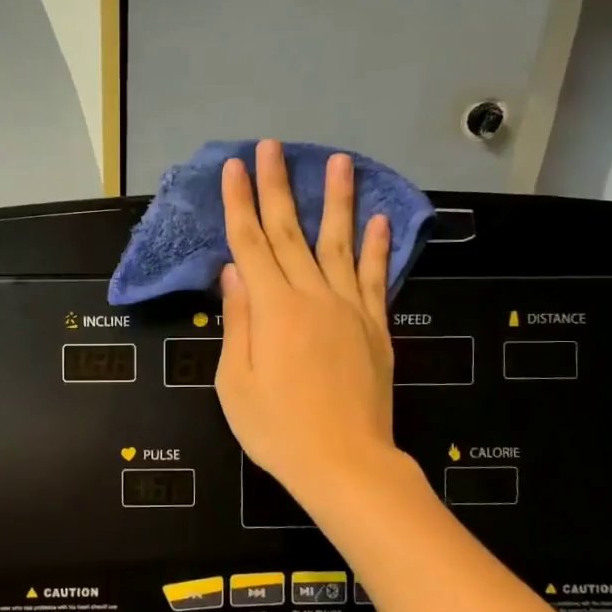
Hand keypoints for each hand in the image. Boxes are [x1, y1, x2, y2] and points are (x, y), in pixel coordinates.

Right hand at [215, 141, 397, 509]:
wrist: (346, 464)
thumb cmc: (278, 430)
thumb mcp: (237, 383)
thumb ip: (239, 322)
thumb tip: (234, 272)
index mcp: (274, 309)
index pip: (251, 243)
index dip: (240, 203)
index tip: (235, 167)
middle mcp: (313, 297)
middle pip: (291, 231)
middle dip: (278, 186)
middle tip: (273, 147)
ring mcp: (349, 310)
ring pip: (339, 244)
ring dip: (336, 200)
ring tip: (339, 160)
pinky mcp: (375, 328)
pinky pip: (375, 278)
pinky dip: (377, 246)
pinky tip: (377, 219)